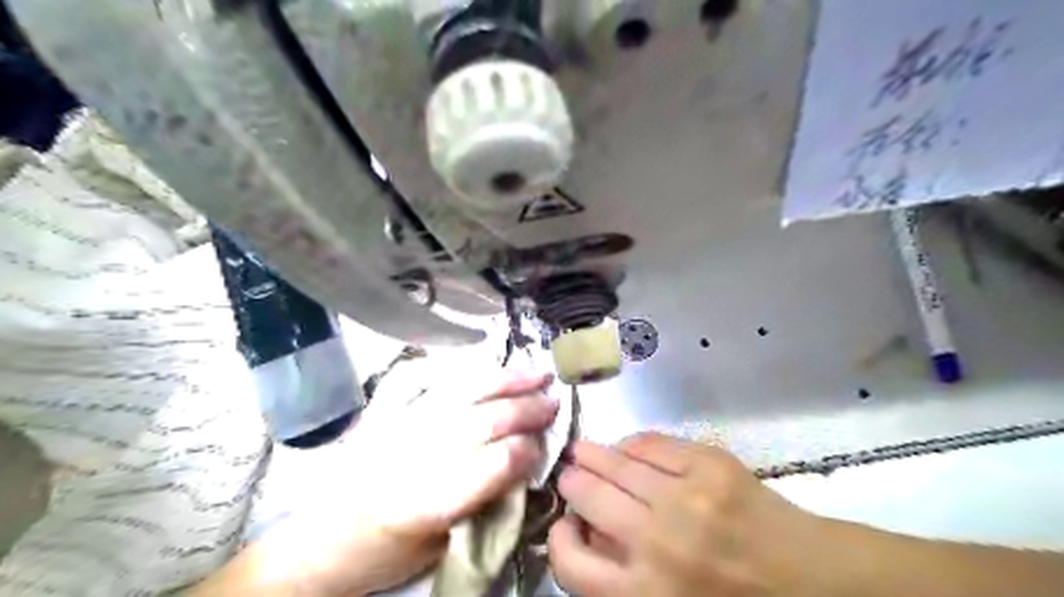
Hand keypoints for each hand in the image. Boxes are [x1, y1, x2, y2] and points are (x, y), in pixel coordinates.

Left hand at [201, 372, 564, 596]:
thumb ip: (481, 504)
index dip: (524, 450)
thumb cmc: (383, 554)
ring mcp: (398, 426)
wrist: (321, 542)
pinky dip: (464, 371)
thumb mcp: (438, 548)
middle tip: (553, 400)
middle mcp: (412, 456)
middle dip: (525, 409)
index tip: (546, 443)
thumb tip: (521, 465)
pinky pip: (429, 380)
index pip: (490, 466)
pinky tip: (487, 365)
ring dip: (504, 380)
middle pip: (481, 421)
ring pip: (462, 393)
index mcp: (425, 503)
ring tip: (535, 372)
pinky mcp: (387, 412)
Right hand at [552, 433, 834, 595]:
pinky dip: (632, 445)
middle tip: (570, 475)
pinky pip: (651, 443)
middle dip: (572, 482)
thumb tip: (587, 531)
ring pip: (616, 462)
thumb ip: (621, 579)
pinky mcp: (710, 464)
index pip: (569, 564)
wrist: (814, 583)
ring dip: (593, 455)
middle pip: (587, 496)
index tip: (564, 525)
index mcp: (645, 594)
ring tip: (584, 452)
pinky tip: (627, 448)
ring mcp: (685, 496)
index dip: (559, 539)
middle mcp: (657, 542)